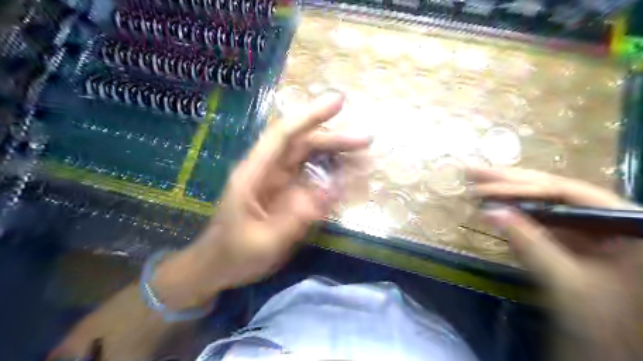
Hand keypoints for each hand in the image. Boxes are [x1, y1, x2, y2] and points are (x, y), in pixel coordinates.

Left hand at [152, 92, 369, 308]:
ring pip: (310, 157)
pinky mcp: (286, 193)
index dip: (310, 116)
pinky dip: (332, 174)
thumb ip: (296, 217)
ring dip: (336, 155)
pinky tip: (349, 178)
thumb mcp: (265, 241)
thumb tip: (332, 189)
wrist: (218, 267)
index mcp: (254, 174)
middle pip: (303, 143)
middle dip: (334, 139)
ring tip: (364, 159)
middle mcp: (267, 170)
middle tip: (366, 140)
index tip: (339, 103)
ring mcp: (278, 181)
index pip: (284, 135)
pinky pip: (312, 177)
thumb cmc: (235, 255)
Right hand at [468, 168, 642, 359]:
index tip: (484, 187)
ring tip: (477, 182)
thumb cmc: (604, 326)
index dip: (521, 187)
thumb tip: (490, 211)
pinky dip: (517, 215)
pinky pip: (544, 223)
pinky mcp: (576, 243)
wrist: (615, 354)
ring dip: (509, 194)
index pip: (566, 193)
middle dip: (510, 182)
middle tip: (473, 171)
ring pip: (546, 205)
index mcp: (628, 224)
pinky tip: (495, 206)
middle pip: (554, 192)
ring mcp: (592, 231)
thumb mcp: (567, 284)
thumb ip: (529, 244)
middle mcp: (611, 220)